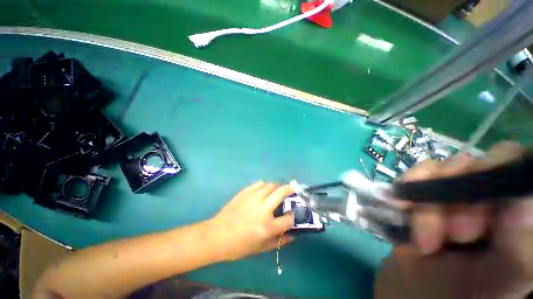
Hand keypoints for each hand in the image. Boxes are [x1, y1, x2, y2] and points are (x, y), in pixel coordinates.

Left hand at [209, 182, 294, 260]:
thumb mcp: (260, 248)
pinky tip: (263, 190)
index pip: (288, 218)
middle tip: (291, 191)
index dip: (292, 216)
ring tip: (276, 191)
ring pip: (270, 185)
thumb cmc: (239, 246)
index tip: (291, 215)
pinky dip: (264, 186)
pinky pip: (259, 184)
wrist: (217, 235)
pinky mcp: (245, 192)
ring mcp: (253, 198)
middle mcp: (263, 209)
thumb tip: (292, 235)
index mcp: (267, 226)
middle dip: (290, 190)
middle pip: (282, 192)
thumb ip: (278, 242)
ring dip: (277, 187)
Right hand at [376, 142, 532, 298]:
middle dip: (460, 200)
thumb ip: (521, 250)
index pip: (513, 164)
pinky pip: (415, 174)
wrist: (420, 287)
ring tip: (423, 238)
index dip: (498, 180)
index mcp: (511, 206)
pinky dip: (406, 188)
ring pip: (441, 168)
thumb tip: (525, 205)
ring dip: (427, 201)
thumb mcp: (499, 280)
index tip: (482, 224)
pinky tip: (400, 207)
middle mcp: (485, 190)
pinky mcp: (422, 190)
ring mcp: (451, 187)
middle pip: (476, 164)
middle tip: (454, 238)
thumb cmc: (464, 289)